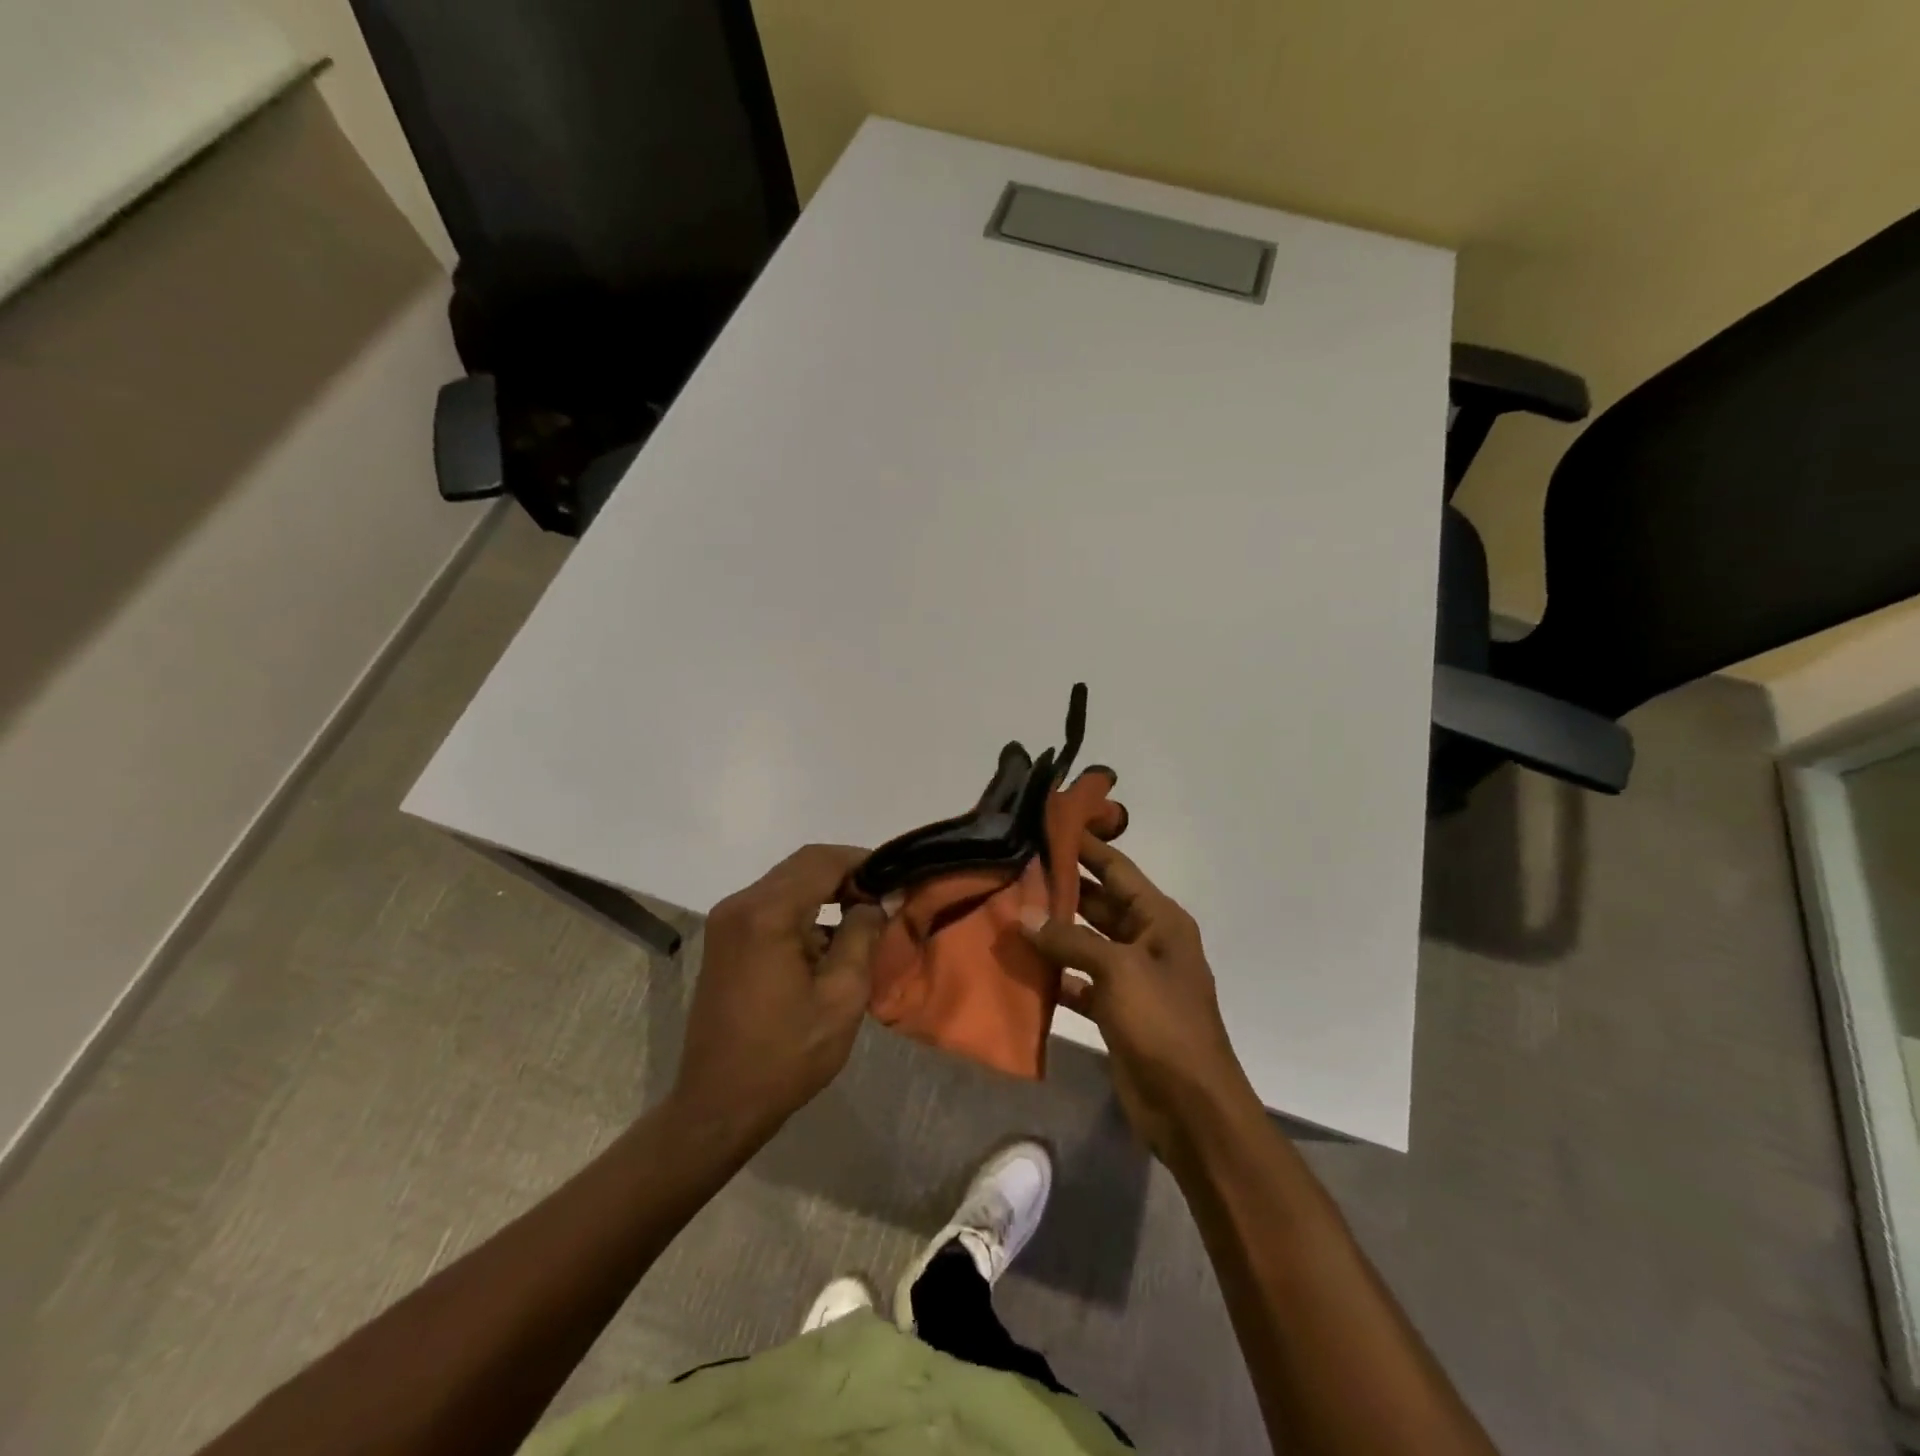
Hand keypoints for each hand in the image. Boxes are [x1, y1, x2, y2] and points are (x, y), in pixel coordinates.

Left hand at [677, 845, 883, 1140]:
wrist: (719, 1105)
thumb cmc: (786, 1055)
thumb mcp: (841, 997)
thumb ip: (863, 936)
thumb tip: (877, 900)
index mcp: (766, 914)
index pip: (822, 861)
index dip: (862, 862)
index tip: (895, 879)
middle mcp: (740, 905)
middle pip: (802, 865)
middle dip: (846, 874)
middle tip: (882, 898)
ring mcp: (727, 921)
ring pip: (787, 882)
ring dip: (825, 891)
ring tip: (863, 918)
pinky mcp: (725, 939)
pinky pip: (771, 905)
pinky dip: (803, 909)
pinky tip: (827, 939)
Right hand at [1021, 833, 1258, 1162]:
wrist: (1190, 1107)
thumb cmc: (1163, 1024)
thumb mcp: (1118, 971)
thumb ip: (1070, 940)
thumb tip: (1025, 915)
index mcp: (1160, 920)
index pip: (1116, 869)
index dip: (1084, 846)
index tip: (1047, 824)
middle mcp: (1146, 940)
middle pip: (1098, 903)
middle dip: (1060, 888)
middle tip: (1013, 868)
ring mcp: (1131, 977)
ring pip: (1085, 942)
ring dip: (1053, 932)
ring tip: (1008, 911)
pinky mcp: (1116, 1010)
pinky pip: (1080, 980)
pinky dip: (1055, 975)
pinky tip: (1021, 967)